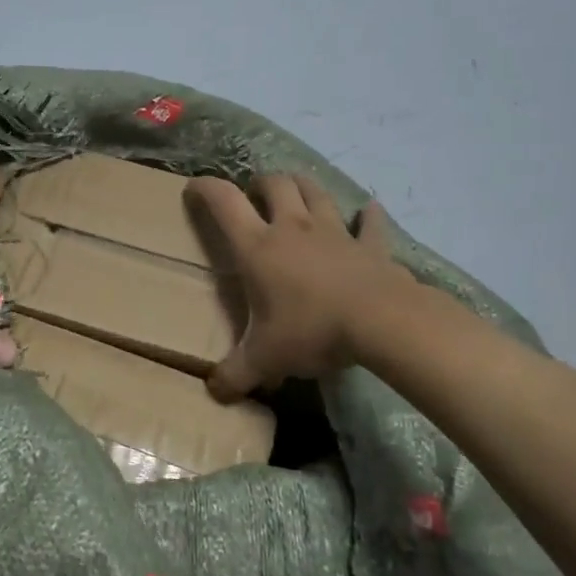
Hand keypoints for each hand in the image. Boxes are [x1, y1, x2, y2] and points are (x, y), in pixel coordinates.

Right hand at [185, 174, 416, 399]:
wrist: (381, 322)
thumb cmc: (312, 331)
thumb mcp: (266, 359)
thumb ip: (236, 374)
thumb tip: (214, 392)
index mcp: (259, 247)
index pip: (224, 202)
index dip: (205, 188)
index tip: (194, 187)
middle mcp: (293, 228)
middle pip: (275, 184)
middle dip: (260, 183)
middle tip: (254, 196)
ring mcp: (334, 232)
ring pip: (315, 192)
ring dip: (302, 186)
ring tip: (295, 192)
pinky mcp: (370, 245)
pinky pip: (369, 223)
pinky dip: (368, 216)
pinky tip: (369, 211)